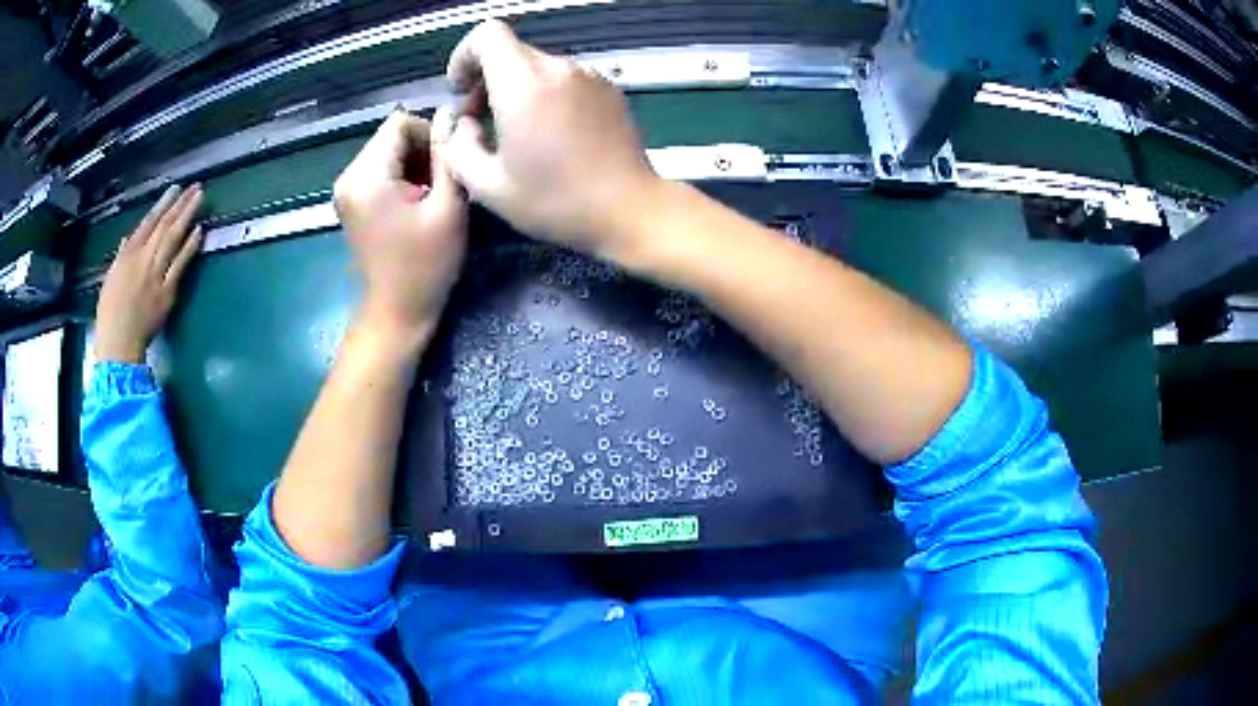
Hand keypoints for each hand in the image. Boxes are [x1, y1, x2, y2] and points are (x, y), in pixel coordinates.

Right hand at [95, 184, 203, 362]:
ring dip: (188, 216)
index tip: (175, 189)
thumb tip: (128, 240)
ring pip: (174, 238)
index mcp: (127, 255)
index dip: (163, 204)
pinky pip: (180, 264)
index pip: (148, 222)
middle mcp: (143, 259)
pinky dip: (190, 246)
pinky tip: (199, 231)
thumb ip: (121, 257)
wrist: (118, 344)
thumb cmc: (110, 315)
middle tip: (196, 187)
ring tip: (200, 198)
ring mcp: (156, 274)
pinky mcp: (167, 292)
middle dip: (180, 204)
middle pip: (165, 226)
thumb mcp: (110, 279)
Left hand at [334, 111, 467, 339]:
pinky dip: (401, 176)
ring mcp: (346, 189)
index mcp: (367, 177)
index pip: (399, 122)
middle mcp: (348, 176)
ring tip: (430, 196)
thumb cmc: (426, 265)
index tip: (446, 167)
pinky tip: (415, 203)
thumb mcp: (448, 207)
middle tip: (442, 185)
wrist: (397, 311)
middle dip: (421, 151)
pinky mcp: (351, 200)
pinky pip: (380, 168)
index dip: (430, 135)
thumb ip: (449, 156)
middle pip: (391, 135)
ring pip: (387, 150)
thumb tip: (451, 115)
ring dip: (414, 164)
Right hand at [439, 20, 660, 255]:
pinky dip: (546, 94)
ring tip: (517, 133)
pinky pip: (565, 79)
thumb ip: (457, 147)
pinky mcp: (609, 89)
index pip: (487, 35)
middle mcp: (559, 69)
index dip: (464, 55)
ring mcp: (589, 76)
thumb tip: (462, 124)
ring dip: (517, 87)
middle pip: (511, 51)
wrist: (630, 210)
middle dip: (486, 78)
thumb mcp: (488, 186)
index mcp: (524, 84)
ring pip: (538, 65)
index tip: (461, 90)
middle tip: (481, 122)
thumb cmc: (557, 202)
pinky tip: (551, 134)